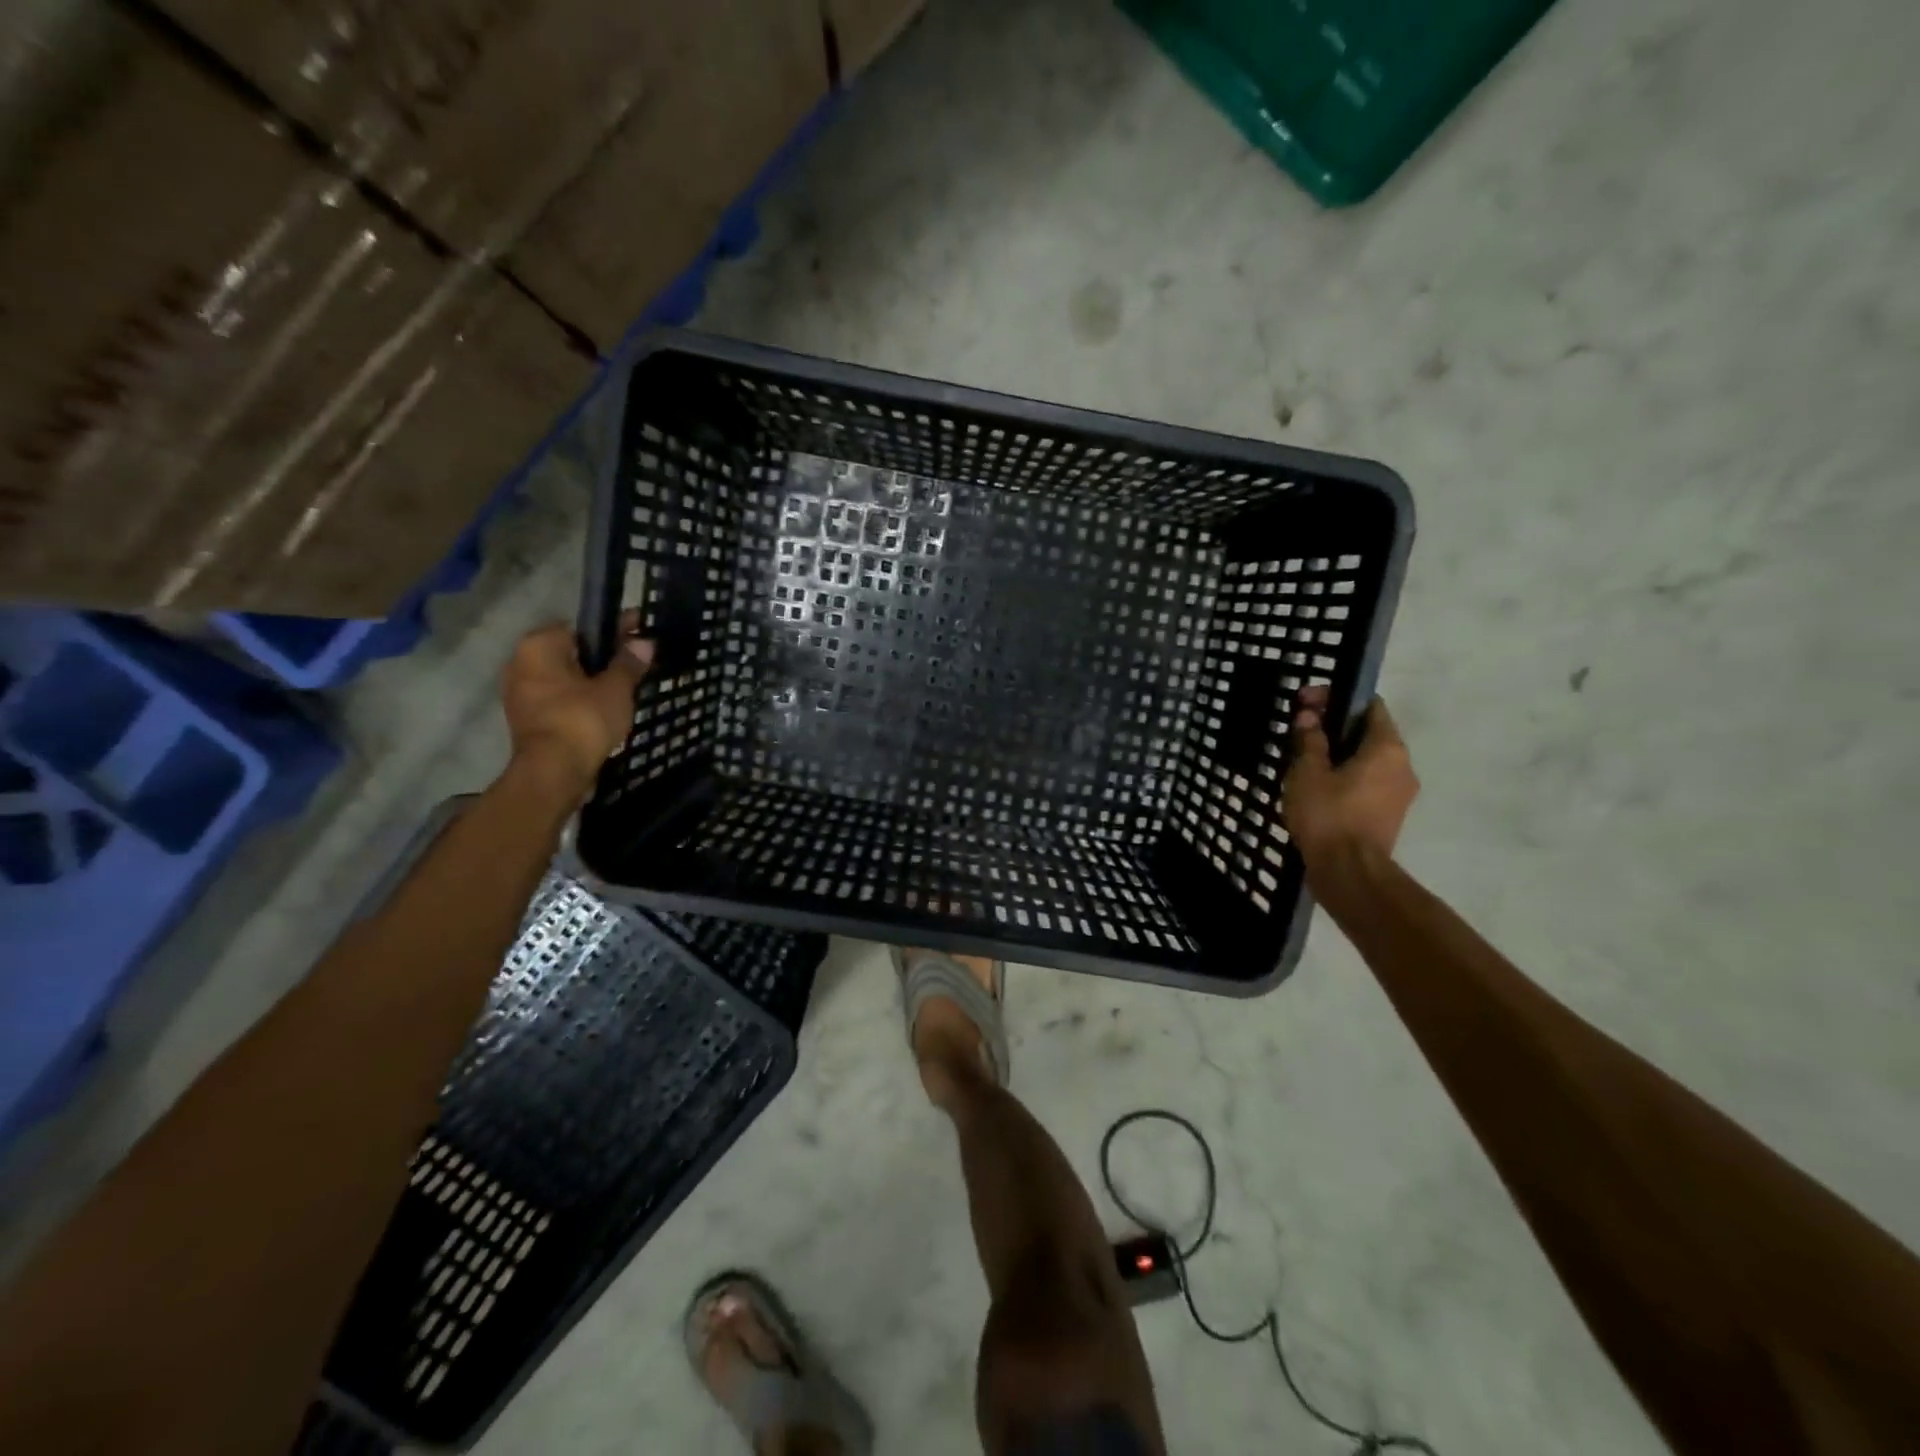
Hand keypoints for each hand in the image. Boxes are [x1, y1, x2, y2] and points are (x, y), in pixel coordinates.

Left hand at [501, 617, 652, 798]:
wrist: (554, 772)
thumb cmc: (583, 720)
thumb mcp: (616, 689)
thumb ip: (629, 663)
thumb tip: (645, 642)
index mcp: (539, 646)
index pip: (582, 627)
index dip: (616, 629)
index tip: (642, 633)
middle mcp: (521, 663)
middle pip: (573, 653)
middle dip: (603, 658)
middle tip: (638, 663)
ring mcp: (521, 693)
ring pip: (567, 678)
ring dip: (593, 681)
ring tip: (628, 688)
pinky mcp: (528, 718)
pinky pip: (562, 699)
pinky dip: (582, 701)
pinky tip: (608, 709)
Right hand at [1282, 684, 1417, 873]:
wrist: (1349, 873)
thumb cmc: (1328, 815)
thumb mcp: (1308, 772)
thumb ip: (1310, 740)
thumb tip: (1309, 718)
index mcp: (1387, 747)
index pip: (1368, 704)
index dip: (1335, 697)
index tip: (1304, 703)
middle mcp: (1402, 765)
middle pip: (1367, 732)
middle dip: (1332, 727)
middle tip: (1298, 732)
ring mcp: (1399, 792)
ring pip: (1366, 759)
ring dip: (1336, 754)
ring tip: (1301, 760)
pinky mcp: (1388, 814)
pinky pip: (1366, 782)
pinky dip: (1343, 776)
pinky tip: (1315, 786)